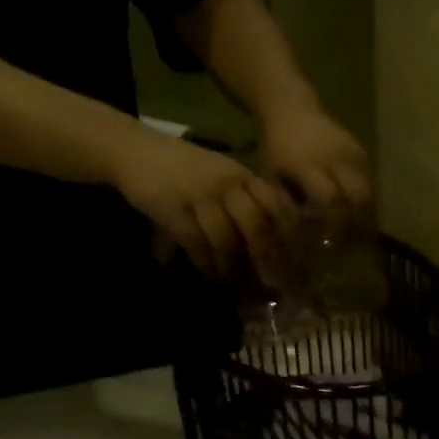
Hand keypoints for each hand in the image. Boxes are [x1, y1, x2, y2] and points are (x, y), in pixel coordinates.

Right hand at [108, 131, 302, 285]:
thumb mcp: (226, 177)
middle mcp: (228, 183)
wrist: (136, 150)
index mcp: (245, 176)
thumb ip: (251, 202)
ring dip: (235, 268)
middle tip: (277, 286)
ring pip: (226, 238)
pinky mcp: (173, 207)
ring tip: (241, 288)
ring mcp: (200, 194)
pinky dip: (207, 264)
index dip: (293, 239)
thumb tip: (280, 245)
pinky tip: (213, 277)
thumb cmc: (188, 171)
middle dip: (270, 260)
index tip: (302, 265)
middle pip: (258, 226)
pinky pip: (196, 243)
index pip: (279, 207)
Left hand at [258, 101, 373, 232]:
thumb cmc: (277, 148)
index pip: (330, 200)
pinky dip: (366, 201)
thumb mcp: (274, 178)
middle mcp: (335, 158)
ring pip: (370, 192)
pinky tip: (357, 213)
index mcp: (308, 164)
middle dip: (356, 223)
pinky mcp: (363, 152)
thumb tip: (310, 238)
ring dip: (365, 215)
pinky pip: (371, 183)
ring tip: (355, 231)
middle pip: (359, 197)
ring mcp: (353, 153)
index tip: (330, 242)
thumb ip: (290, 207)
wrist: (291, 108)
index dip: (332, 224)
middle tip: (349, 241)